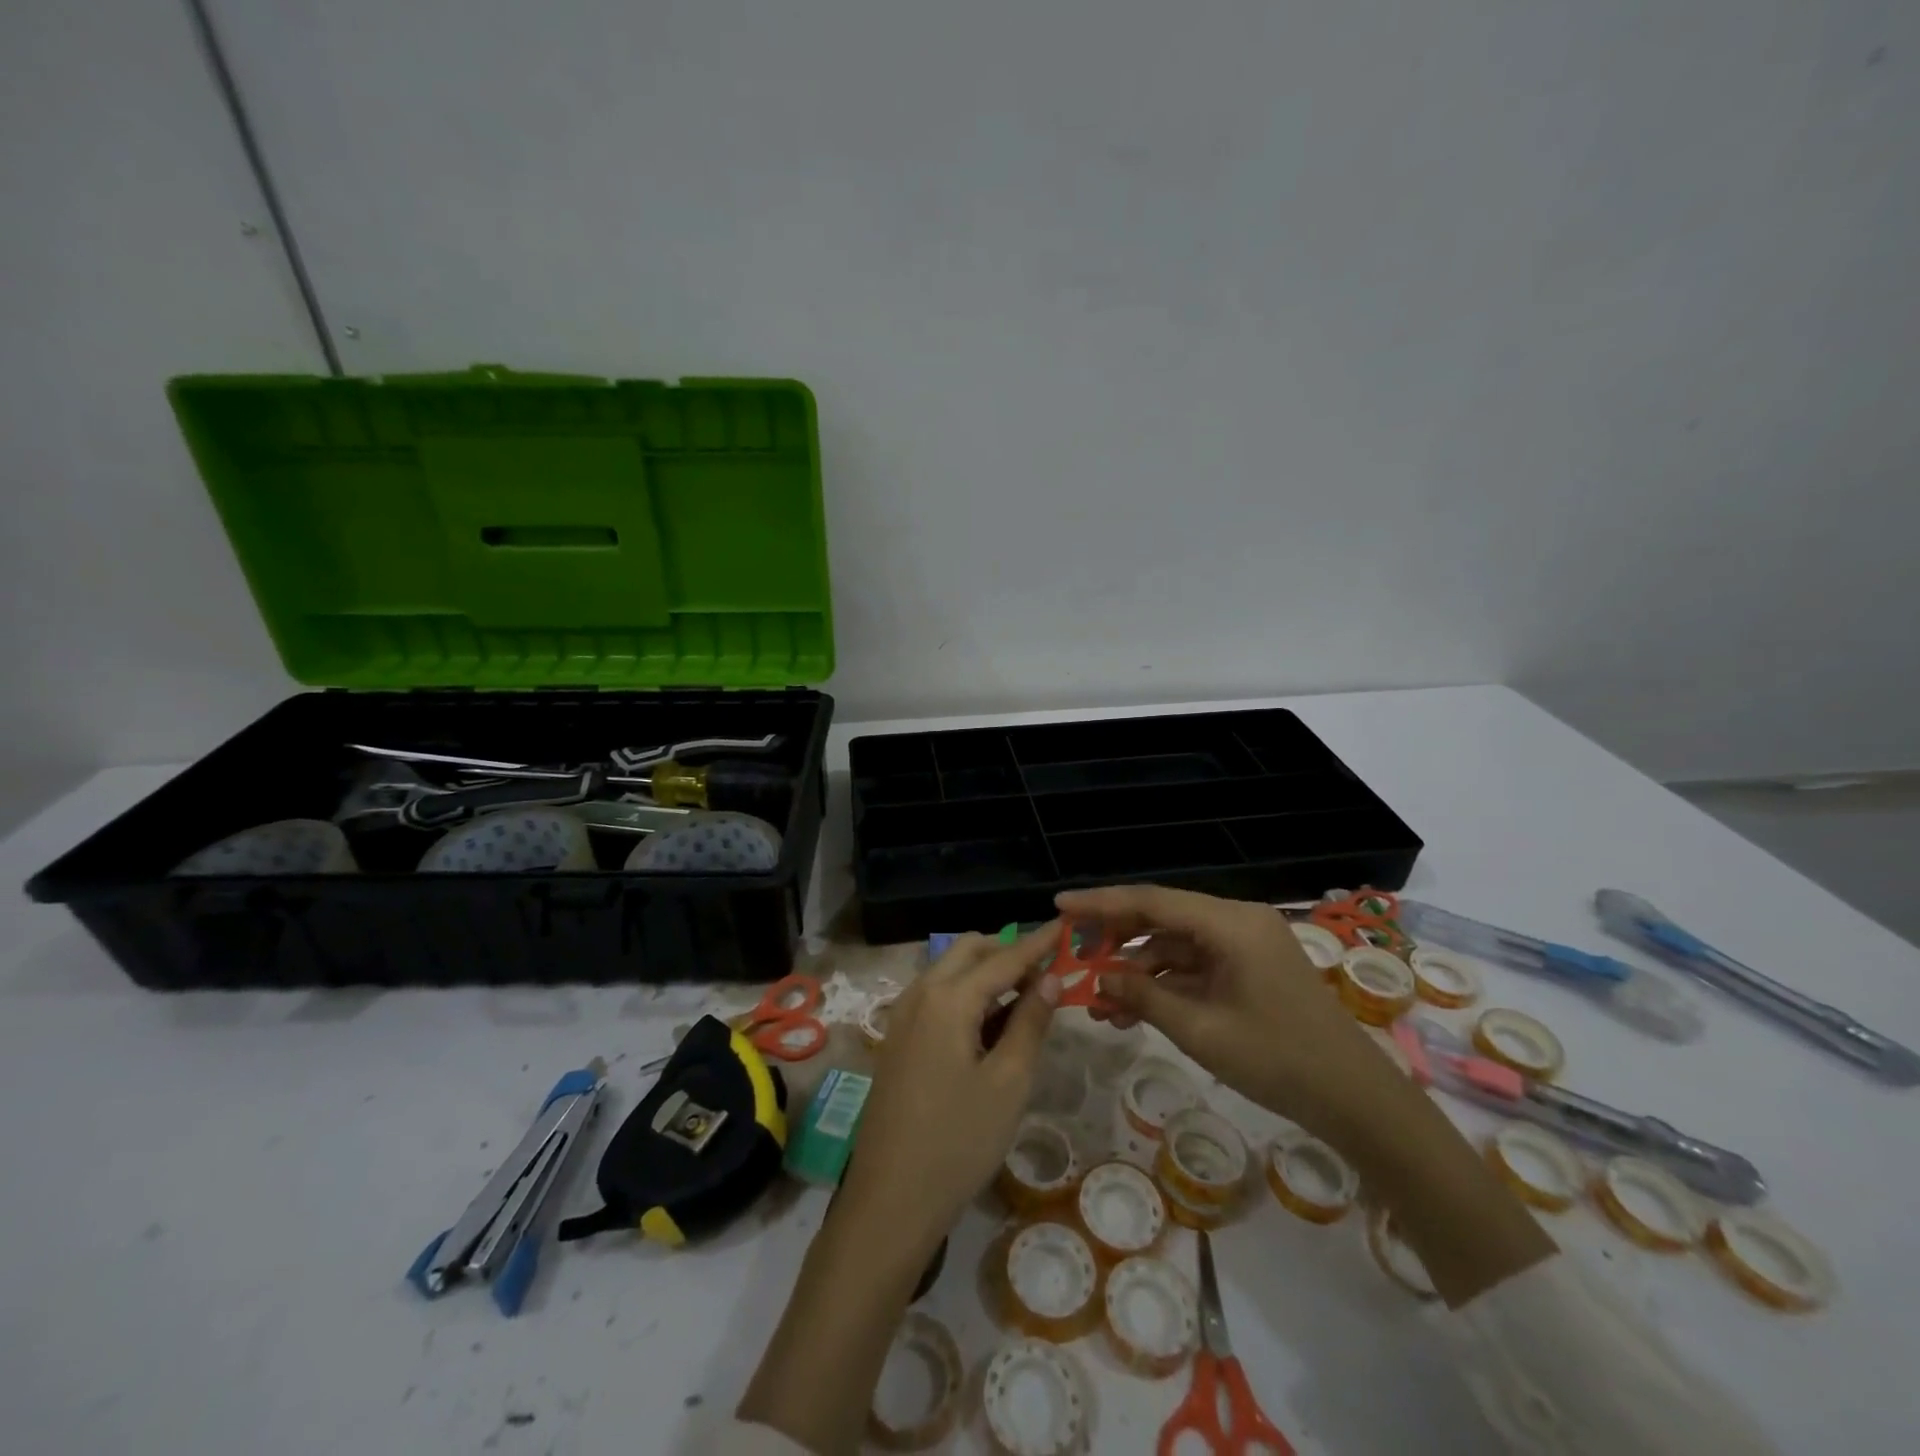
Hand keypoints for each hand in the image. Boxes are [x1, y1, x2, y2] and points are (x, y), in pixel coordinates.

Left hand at [838, 925, 1060, 1256]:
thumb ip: (1031, 1022)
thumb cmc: (958, 1141)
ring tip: (1026, 998)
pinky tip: (990, 1024)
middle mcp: (920, 993)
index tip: (1066, 925)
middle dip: (1008, 951)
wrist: (890, 1200)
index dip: (1038, 943)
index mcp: (948, 998)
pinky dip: (967, 995)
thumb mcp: (1008, 1082)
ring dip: (987, 973)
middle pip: (969, 951)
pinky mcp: (898, 1039)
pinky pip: (937, 997)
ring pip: (951, 972)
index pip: (1004, 957)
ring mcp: (903, 1015)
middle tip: (1048, 971)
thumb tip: (1051, 977)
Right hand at [1058, 885, 1405, 1139]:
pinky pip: (1194, 966)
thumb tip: (1098, 980)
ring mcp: (1244, 945)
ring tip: (1098, 1004)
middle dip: (1115, 938)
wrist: (1356, 1100)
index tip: (1059, 906)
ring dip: (1137, 971)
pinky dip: (1163, 985)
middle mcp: (1236, 921)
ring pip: (1174, 946)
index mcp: (1230, 923)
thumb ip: (1144, 997)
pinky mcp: (1248, 968)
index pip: (1152, 901)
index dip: (1102, 903)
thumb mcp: (1201, 1030)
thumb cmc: (1278, 1060)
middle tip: (1072, 954)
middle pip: (1161, 918)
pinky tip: (1132, 1012)